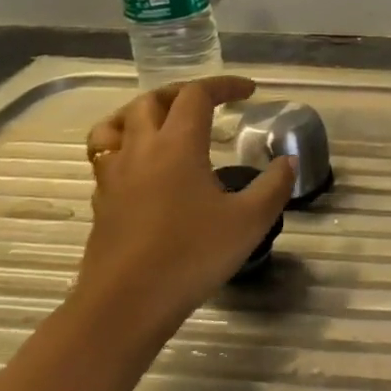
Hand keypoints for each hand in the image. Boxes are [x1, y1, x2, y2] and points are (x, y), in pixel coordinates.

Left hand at [72, 75, 295, 351]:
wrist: (125, 305)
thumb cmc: (190, 256)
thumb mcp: (249, 221)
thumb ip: (273, 186)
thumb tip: (288, 161)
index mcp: (177, 145)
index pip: (196, 95)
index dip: (223, 85)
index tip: (249, 91)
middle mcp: (141, 149)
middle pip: (152, 100)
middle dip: (183, 93)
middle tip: (209, 103)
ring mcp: (114, 175)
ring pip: (118, 123)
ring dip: (144, 112)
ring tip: (165, 122)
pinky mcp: (102, 201)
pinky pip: (106, 155)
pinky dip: (126, 145)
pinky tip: (144, 168)